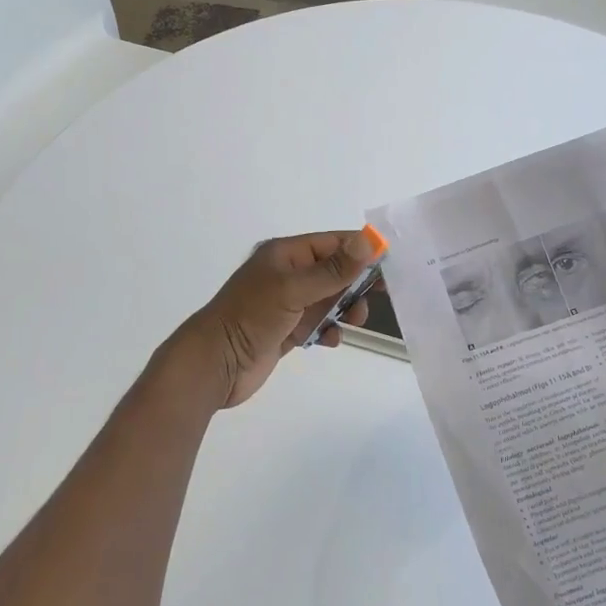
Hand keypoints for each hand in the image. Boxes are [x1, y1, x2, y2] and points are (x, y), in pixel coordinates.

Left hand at [177, 230, 381, 408]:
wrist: (214, 364)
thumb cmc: (251, 317)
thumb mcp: (295, 289)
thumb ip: (334, 269)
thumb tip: (370, 241)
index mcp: (285, 254)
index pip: (332, 243)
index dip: (361, 250)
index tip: (391, 263)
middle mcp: (287, 274)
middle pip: (334, 271)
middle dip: (356, 283)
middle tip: (381, 296)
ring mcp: (286, 304)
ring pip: (329, 299)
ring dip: (345, 309)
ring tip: (353, 321)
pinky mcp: (286, 330)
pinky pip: (318, 324)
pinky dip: (329, 330)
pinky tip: (330, 340)